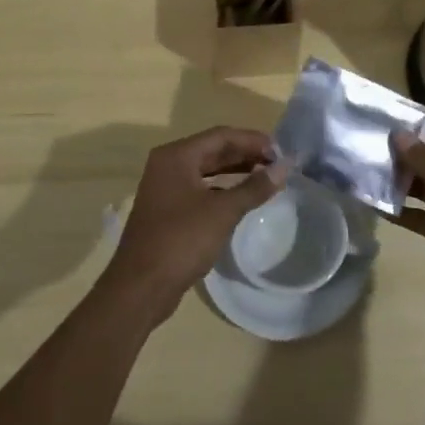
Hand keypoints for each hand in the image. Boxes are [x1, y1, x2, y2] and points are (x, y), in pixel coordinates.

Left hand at [102, 126, 285, 325]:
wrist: (140, 288)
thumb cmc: (181, 241)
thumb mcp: (223, 212)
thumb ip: (254, 187)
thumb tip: (284, 167)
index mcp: (176, 156)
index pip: (221, 136)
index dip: (253, 140)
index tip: (281, 151)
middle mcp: (168, 165)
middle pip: (213, 150)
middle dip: (246, 155)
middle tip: (277, 164)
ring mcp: (166, 188)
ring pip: (207, 170)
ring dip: (236, 171)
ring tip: (266, 178)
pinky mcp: (168, 210)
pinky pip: (201, 189)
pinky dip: (223, 189)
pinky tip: (243, 198)